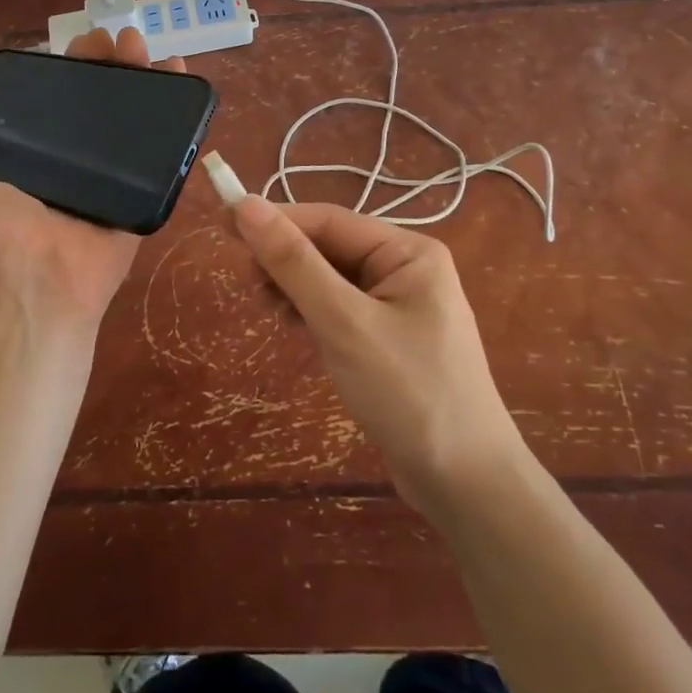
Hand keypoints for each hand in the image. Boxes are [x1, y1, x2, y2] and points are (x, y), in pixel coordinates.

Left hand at [0, 28, 186, 330]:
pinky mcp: (144, 193)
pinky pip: (164, 154)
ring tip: (152, 48)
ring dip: (146, 80)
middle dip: (112, 65)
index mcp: (38, 160)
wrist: (36, 286)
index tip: (82, 43)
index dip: (71, 69)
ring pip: (135, 120)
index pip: (58, 101)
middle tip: (121, 39)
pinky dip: (179, 120)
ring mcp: (114, 179)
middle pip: (101, 103)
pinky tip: (183, 79)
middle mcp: (77, 164)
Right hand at [231, 198, 525, 519]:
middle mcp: (407, 268)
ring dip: (295, 287)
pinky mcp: (390, 339)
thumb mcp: (344, 323)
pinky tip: (293, 326)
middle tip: (247, 283)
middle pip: (330, 247)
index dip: (276, 219)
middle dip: (286, 260)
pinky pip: (340, 308)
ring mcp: (401, 305)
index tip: (224, 224)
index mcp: (408, 251)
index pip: (329, 221)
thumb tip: (246, 205)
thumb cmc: (409, 393)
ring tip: (267, 309)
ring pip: (331, 278)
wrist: (467, 486)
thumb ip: (294, 263)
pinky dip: (312, 312)